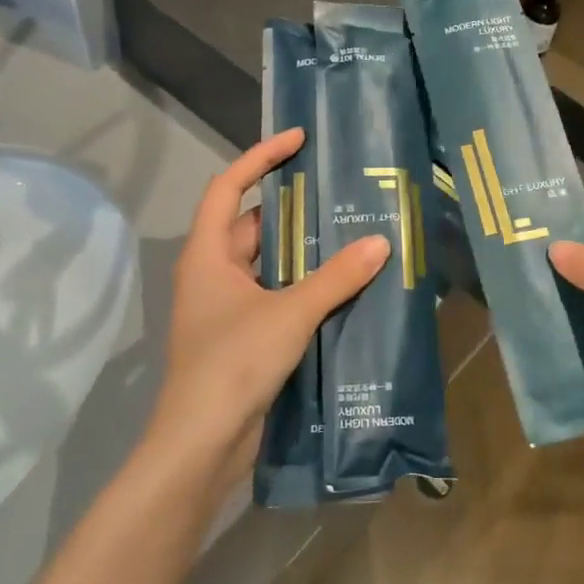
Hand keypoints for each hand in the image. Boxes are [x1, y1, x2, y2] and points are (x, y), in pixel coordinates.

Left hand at [144, 129, 389, 494]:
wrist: (202, 443)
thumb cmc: (233, 363)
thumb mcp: (289, 313)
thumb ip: (336, 278)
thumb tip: (381, 242)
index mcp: (208, 254)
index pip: (227, 186)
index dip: (260, 157)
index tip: (298, 140)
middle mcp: (212, 273)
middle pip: (251, 225)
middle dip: (292, 208)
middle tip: (339, 193)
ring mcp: (225, 307)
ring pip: (266, 264)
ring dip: (302, 251)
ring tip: (350, 233)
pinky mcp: (241, 336)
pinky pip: (274, 295)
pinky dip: (302, 286)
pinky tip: (340, 287)